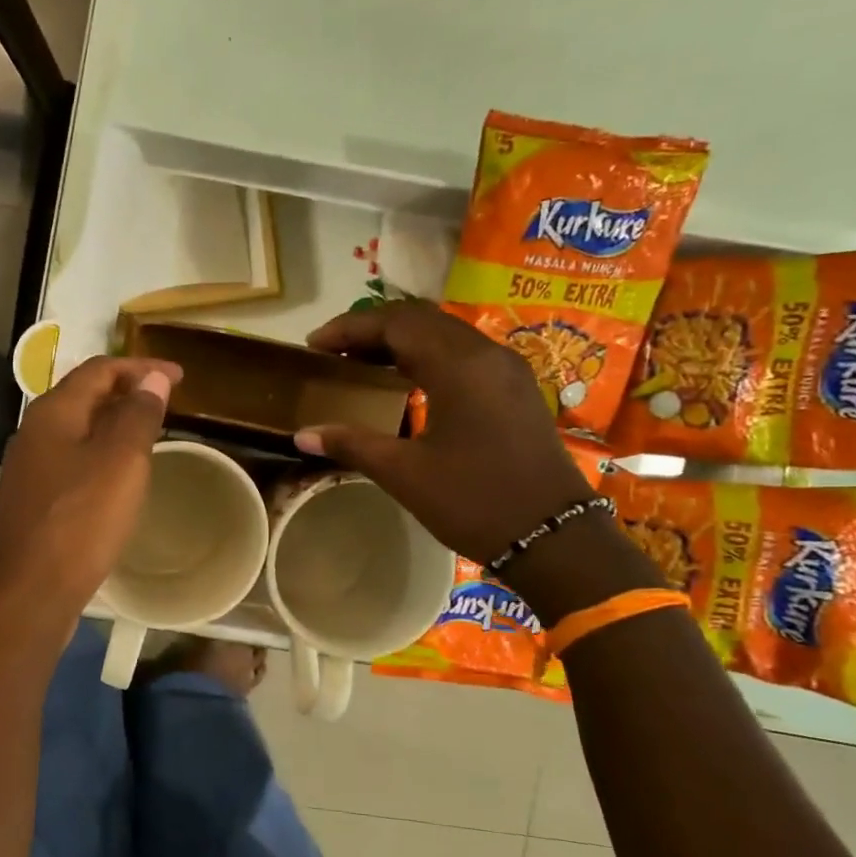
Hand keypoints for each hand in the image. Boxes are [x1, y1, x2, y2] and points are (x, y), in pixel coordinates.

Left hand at [0, 355, 181, 613]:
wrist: (27, 593)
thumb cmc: (79, 521)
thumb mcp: (121, 462)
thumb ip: (138, 416)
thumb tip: (151, 378)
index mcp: (53, 412)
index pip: (100, 370)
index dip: (141, 368)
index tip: (180, 378)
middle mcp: (33, 432)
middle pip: (84, 396)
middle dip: (126, 393)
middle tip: (166, 403)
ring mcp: (28, 468)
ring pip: (77, 431)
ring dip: (113, 425)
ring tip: (148, 435)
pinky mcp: (32, 501)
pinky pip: (71, 461)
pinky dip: (100, 455)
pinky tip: (117, 476)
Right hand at [295, 301, 596, 562]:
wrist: (553, 536)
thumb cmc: (474, 501)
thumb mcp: (404, 474)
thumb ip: (352, 444)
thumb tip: (301, 434)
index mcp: (459, 367)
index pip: (396, 323)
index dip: (350, 328)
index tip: (313, 345)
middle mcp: (486, 354)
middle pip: (421, 320)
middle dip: (372, 330)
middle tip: (333, 354)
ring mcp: (507, 370)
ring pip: (444, 334)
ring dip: (400, 341)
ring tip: (361, 365)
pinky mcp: (515, 389)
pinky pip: (463, 354)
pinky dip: (426, 356)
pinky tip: (404, 383)